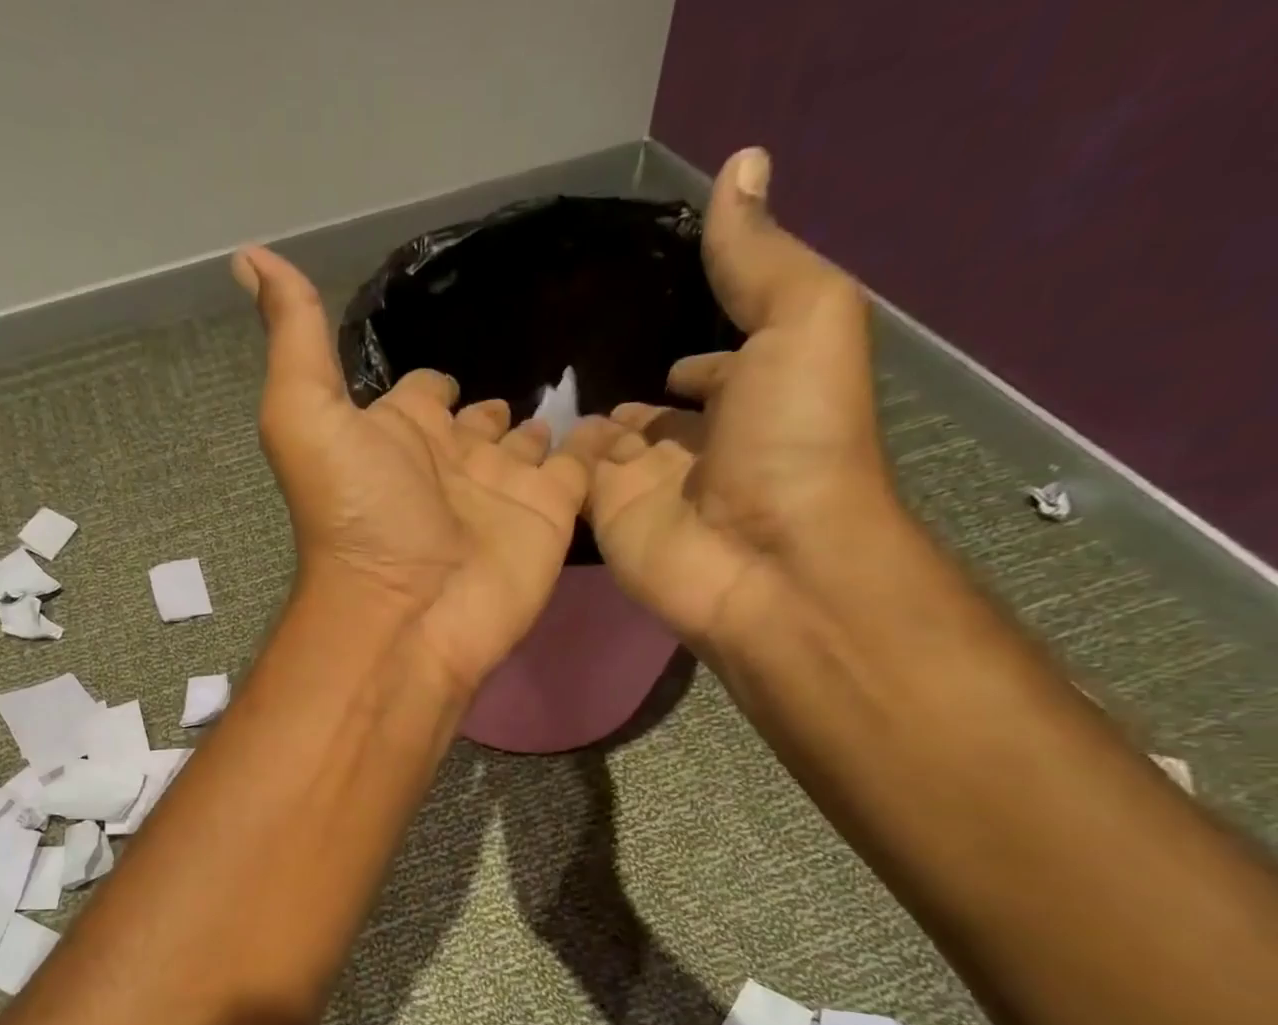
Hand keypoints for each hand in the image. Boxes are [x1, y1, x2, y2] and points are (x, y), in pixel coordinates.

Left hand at [235, 247, 588, 693]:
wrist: (408, 610)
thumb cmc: (356, 513)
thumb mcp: (305, 415)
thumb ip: (295, 337)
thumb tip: (251, 256)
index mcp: (398, 434)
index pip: (420, 395)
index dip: (430, 382)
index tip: (446, 366)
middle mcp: (451, 460)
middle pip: (477, 421)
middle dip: (492, 402)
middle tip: (533, 368)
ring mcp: (504, 488)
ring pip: (531, 441)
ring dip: (548, 420)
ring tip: (581, 382)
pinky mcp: (551, 513)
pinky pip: (584, 466)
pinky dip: (601, 442)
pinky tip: (621, 415)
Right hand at [579, 147, 898, 647]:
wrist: (763, 559)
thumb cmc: (795, 438)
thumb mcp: (804, 320)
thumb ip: (758, 259)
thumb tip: (739, 165)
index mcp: (756, 395)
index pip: (716, 370)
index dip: (697, 353)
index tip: (659, 329)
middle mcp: (699, 443)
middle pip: (654, 412)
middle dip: (626, 393)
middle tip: (575, 366)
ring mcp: (647, 486)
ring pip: (607, 448)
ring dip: (581, 427)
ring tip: (534, 394)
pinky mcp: (605, 519)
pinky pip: (573, 483)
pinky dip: (551, 463)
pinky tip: (519, 435)